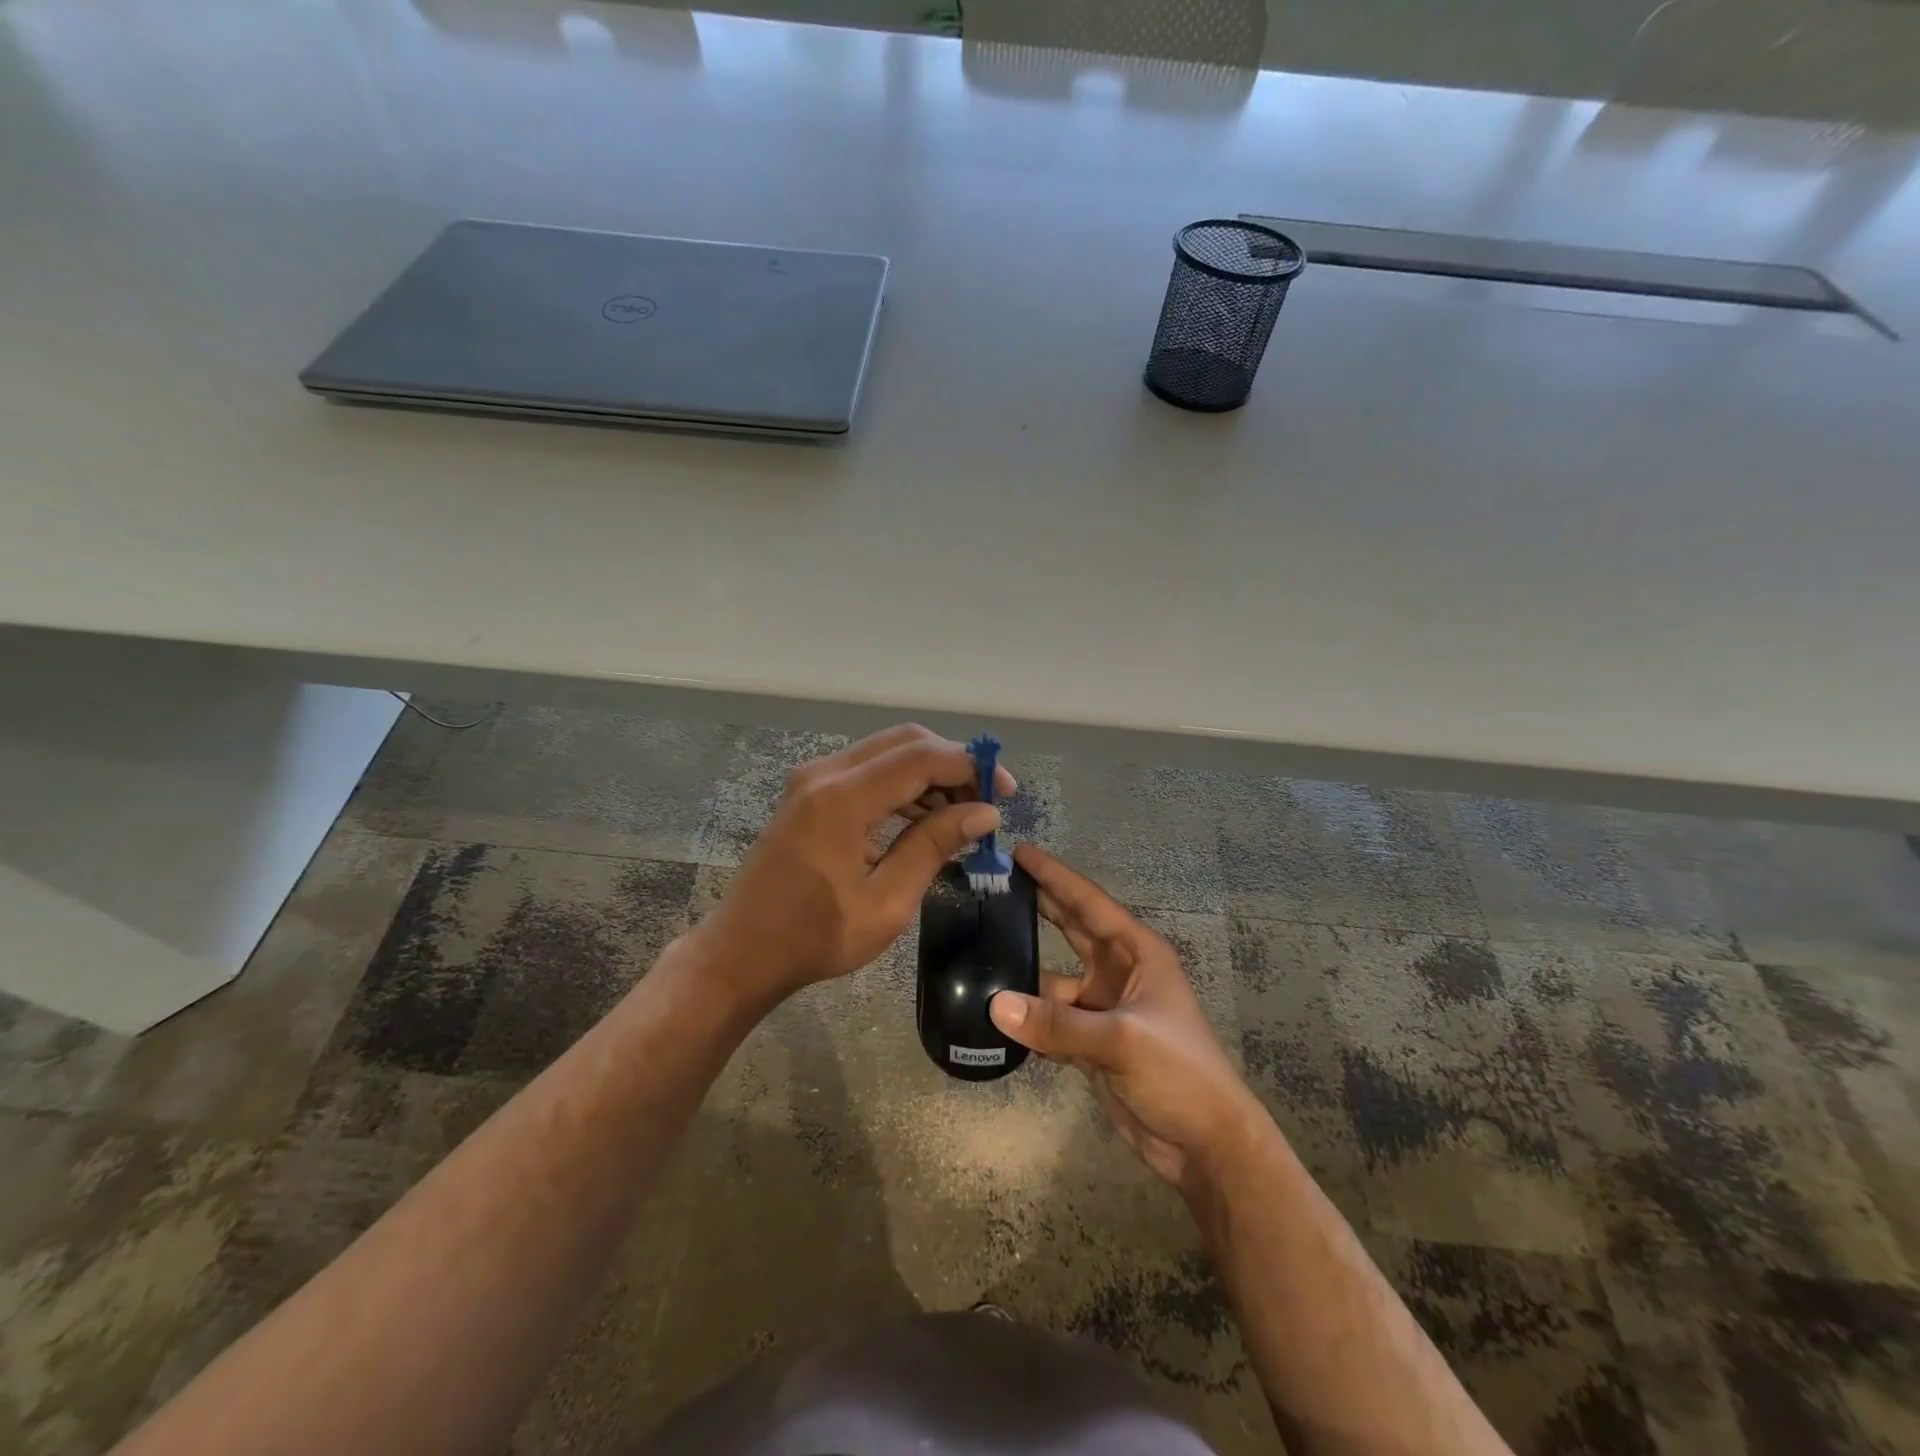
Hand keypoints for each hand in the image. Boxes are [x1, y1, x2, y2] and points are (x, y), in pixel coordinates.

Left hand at [693, 725, 1015, 1001]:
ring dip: (930, 773)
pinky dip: (904, 784)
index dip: (970, 767)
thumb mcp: (887, 902)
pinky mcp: (811, 791)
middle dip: (953, 763)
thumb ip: (934, 847)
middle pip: (906, 741)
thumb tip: (985, 813)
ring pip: (888, 751)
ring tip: (962, 815)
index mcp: (842, 799)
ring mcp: (813, 778)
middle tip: (986, 801)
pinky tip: (926, 818)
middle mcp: (825, 773)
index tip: (1005, 793)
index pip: (921, 757)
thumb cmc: (815, 937)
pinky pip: (869, 770)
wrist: (744, 951)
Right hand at [989, 844, 1266, 1195]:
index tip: (1019, 851)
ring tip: (978, 950)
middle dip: (1038, 905)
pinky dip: (1026, 1015)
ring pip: (1054, 978)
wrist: (1205, 1145)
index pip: (1089, 903)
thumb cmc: (1179, 1073)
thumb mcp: (1122, 1040)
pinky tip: (992, 1010)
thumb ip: (1058, 1024)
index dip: (1055, 876)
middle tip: (994, 884)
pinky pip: (1050, 1019)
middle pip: (1071, 929)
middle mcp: (1118, 972)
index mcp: (1137, 954)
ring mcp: (1103, 1008)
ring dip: (1024, 969)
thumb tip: (994, 1005)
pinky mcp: (1091, 1043)